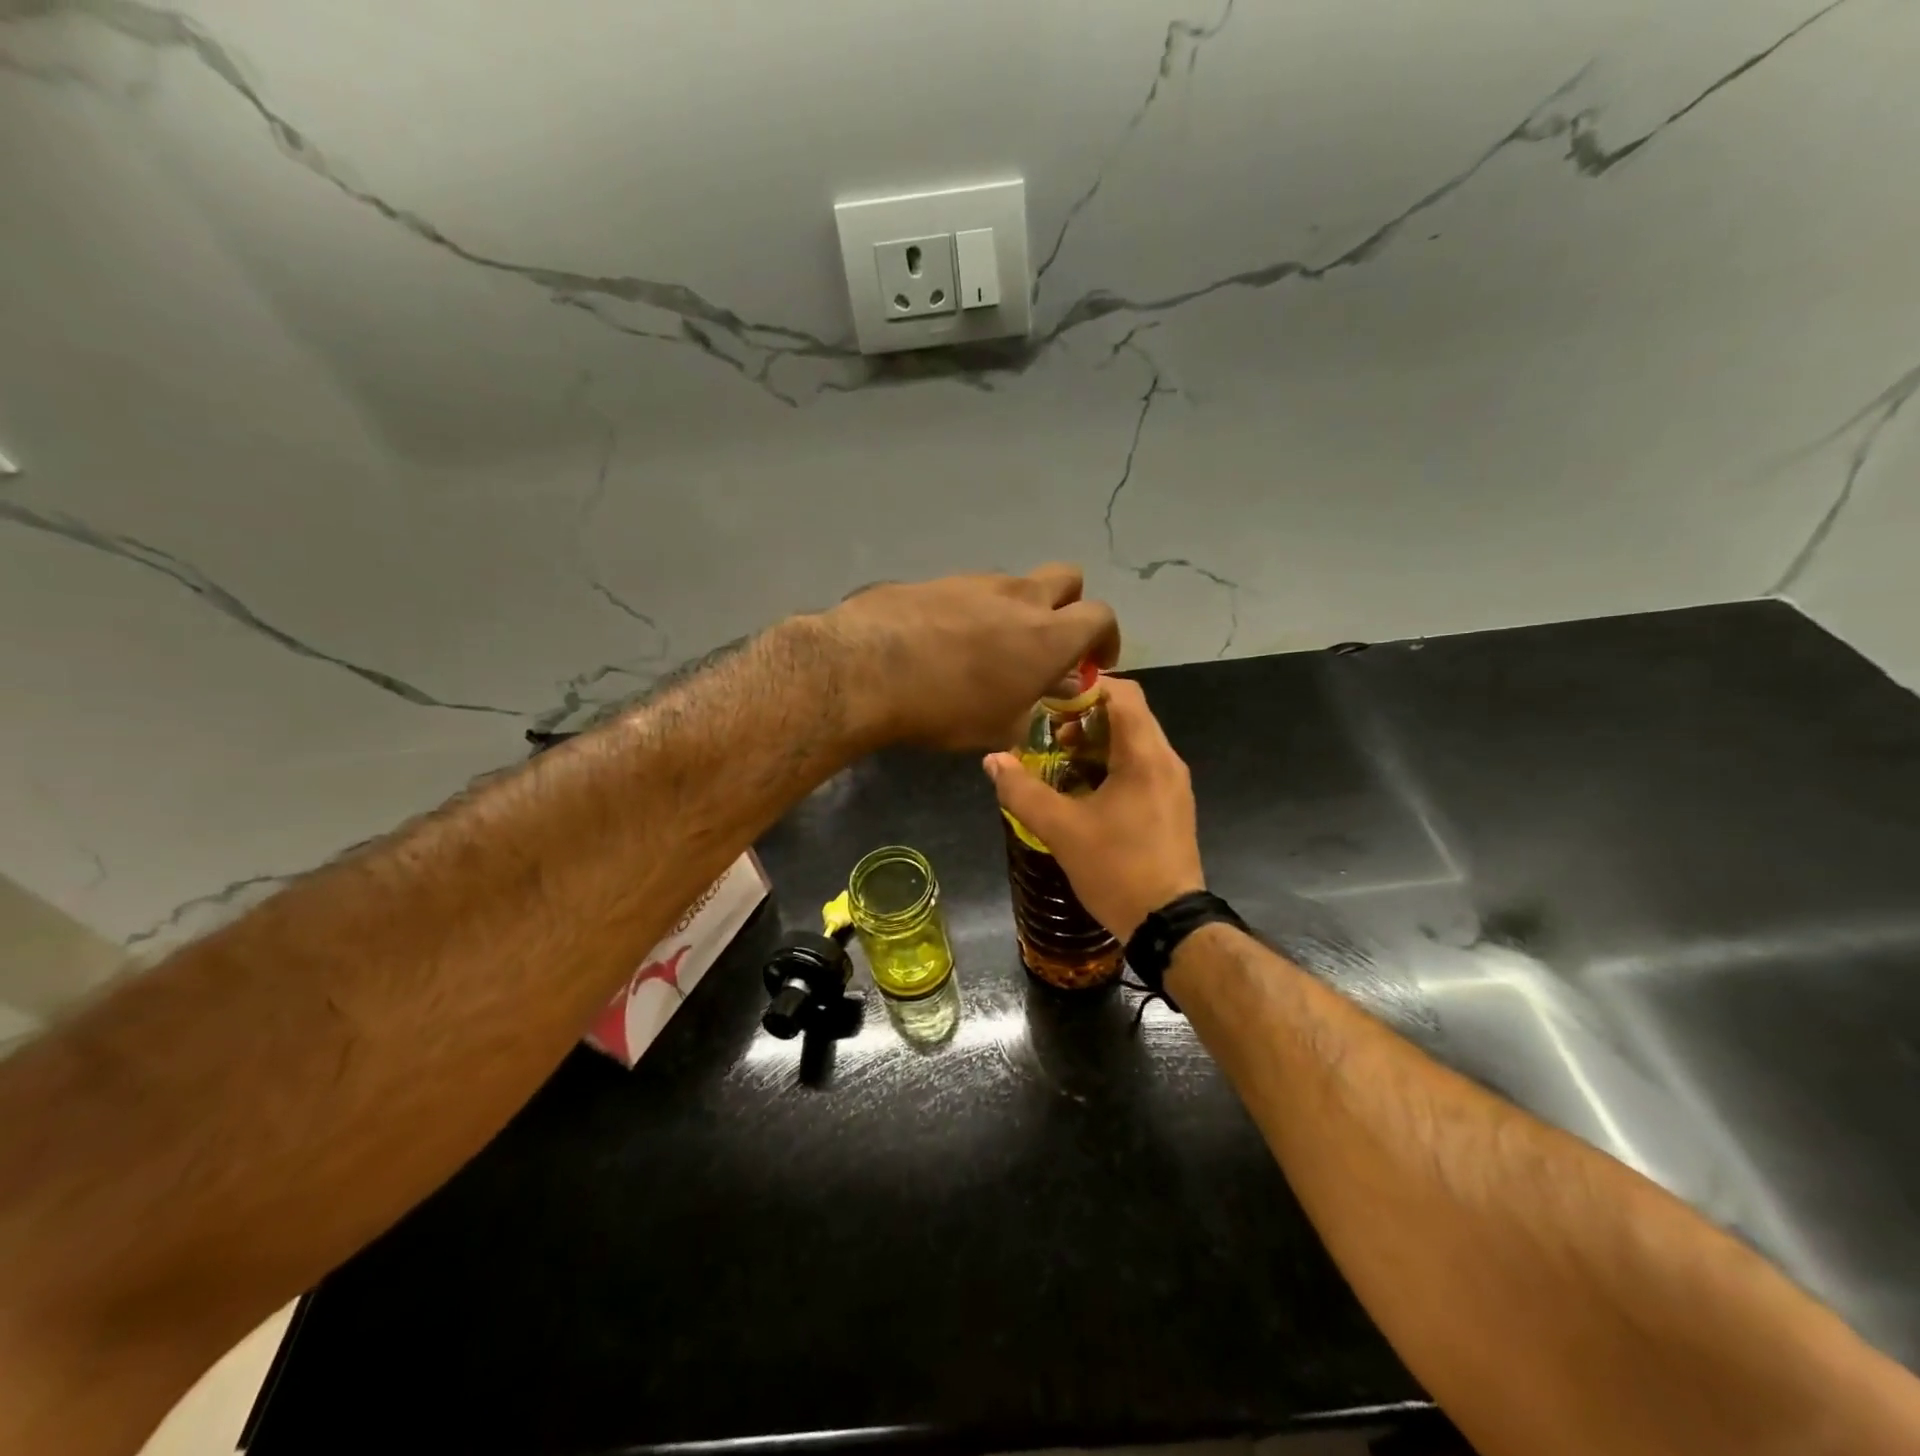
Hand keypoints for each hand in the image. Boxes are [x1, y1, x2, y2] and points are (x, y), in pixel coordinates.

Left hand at [820, 564, 1120, 750]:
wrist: (867, 669)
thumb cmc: (946, 708)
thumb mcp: (1000, 726)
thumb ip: (1033, 706)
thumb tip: (1046, 690)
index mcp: (1049, 635)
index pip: (1101, 616)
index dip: (1106, 638)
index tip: (1094, 663)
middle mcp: (1020, 596)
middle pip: (1068, 578)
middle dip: (1070, 605)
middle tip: (1051, 641)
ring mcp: (976, 581)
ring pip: (1016, 584)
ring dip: (1017, 609)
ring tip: (991, 647)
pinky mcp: (937, 579)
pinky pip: (972, 590)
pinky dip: (975, 610)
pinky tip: (949, 641)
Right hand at [982, 675, 1204, 941]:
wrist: (1168, 924)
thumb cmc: (1117, 868)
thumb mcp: (1061, 830)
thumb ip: (1023, 791)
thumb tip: (993, 760)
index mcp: (1145, 756)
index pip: (1122, 693)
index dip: (1084, 689)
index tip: (1048, 703)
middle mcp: (1166, 760)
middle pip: (1128, 715)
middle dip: (1085, 717)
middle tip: (1049, 735)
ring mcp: (1173, 784)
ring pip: (1134, 741)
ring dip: (1096, 742)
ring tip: (1061, 762)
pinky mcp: (1171, 805)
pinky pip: (1141, 766)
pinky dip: (1111, 764)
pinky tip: (1083, 790)